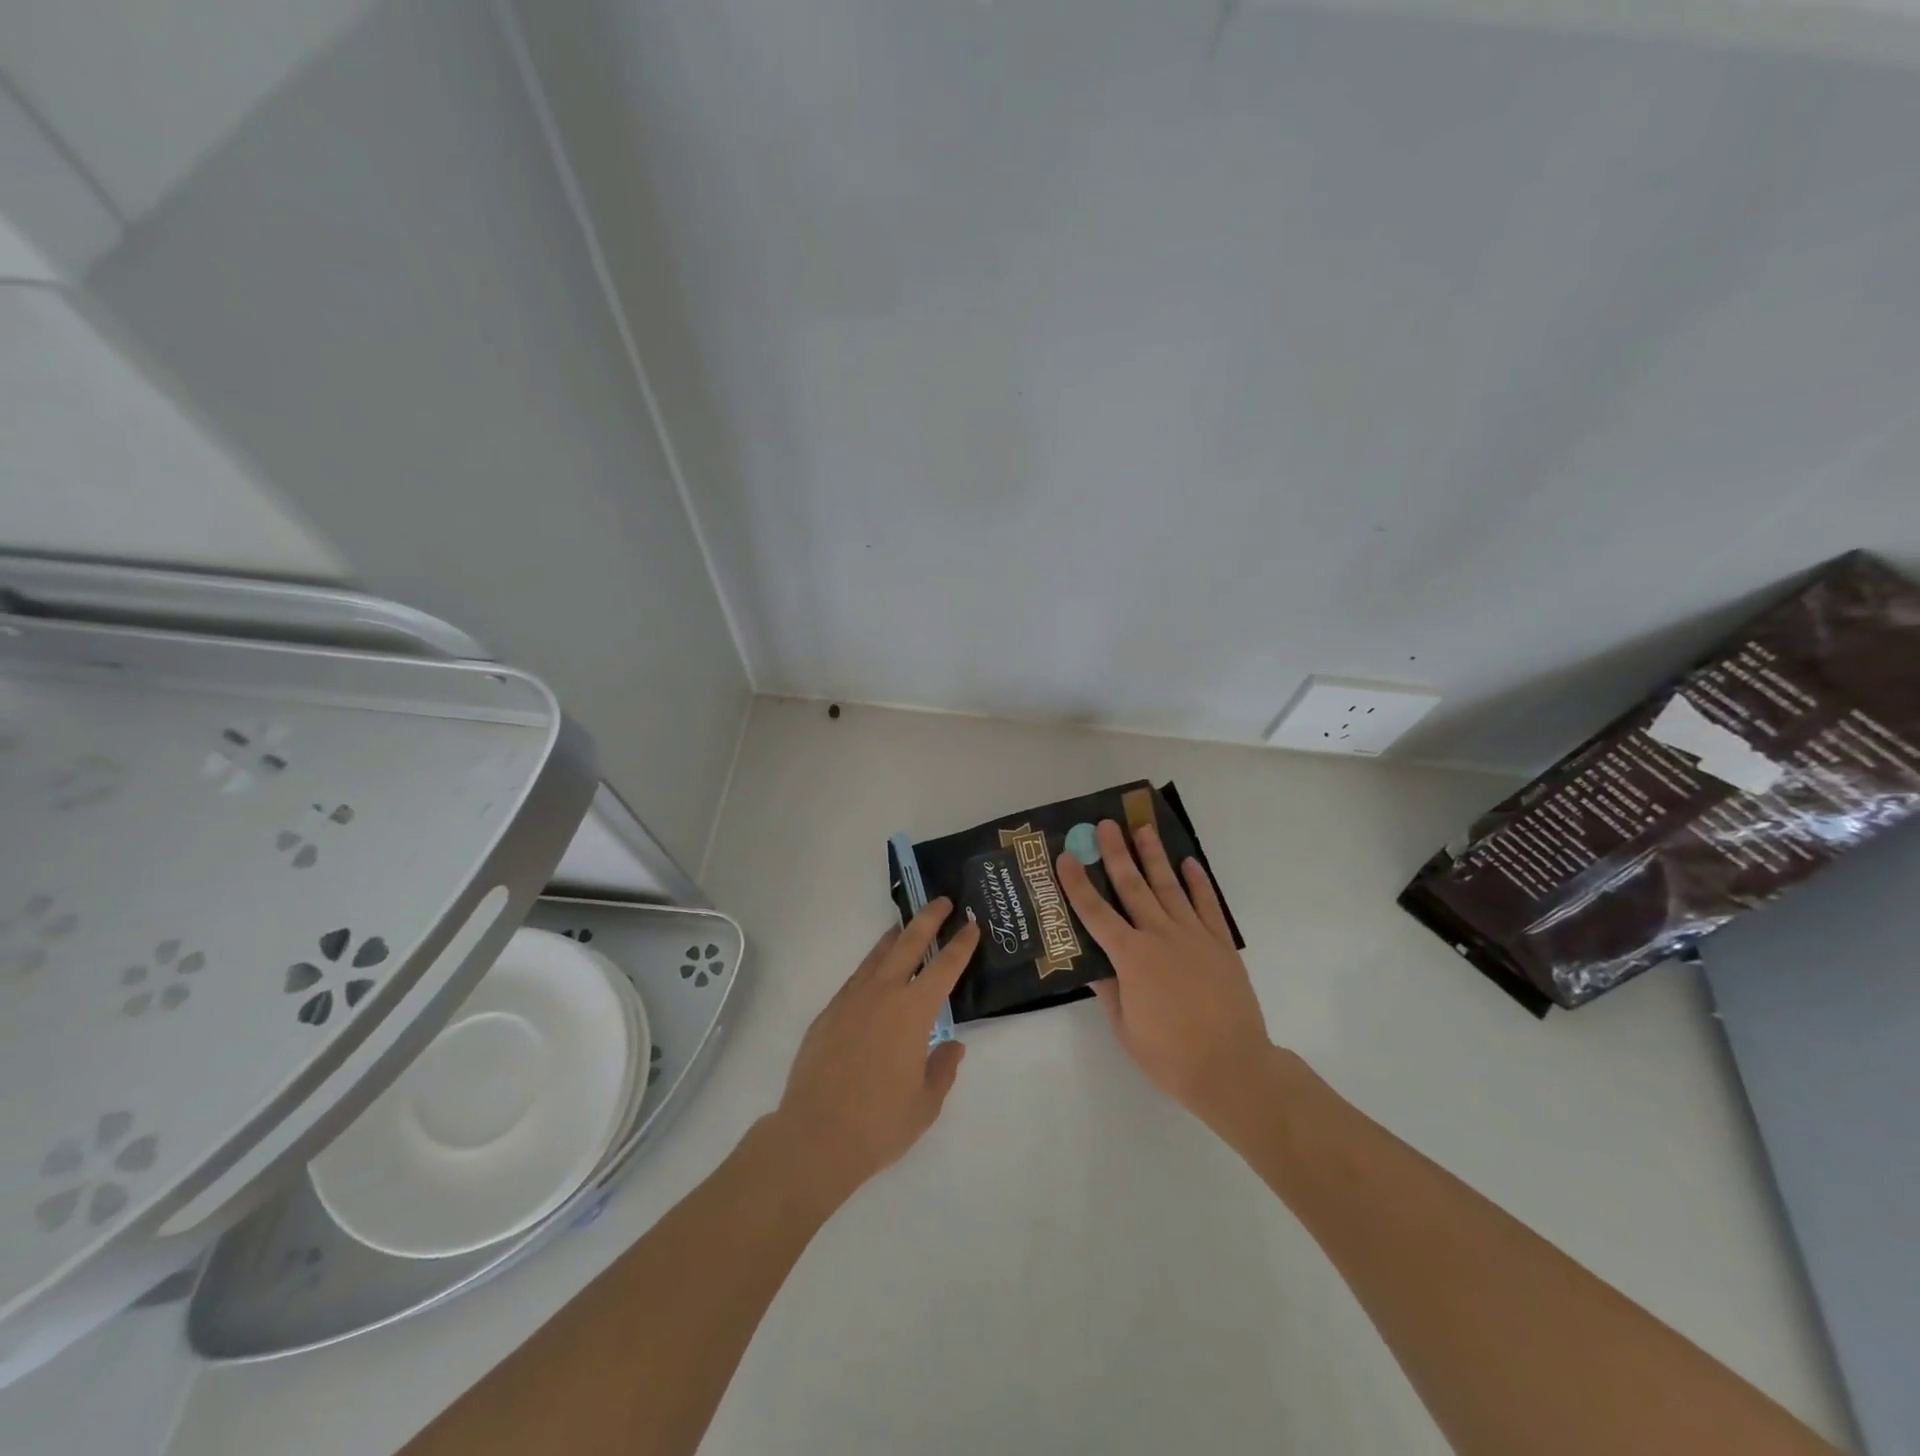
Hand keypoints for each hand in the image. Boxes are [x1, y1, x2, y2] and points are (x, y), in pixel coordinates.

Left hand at [771, 900, 978, 1211]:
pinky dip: (870, 967)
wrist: (815, 1136)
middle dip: (928, 919)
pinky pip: (856, 979)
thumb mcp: (925, 1103)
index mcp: (914, 1012)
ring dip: (895, 938)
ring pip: (877, 956)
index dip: (961, 944)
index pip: (945, 967)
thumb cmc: (879, 1123)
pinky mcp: (827, 1014)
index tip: (971, 925)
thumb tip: (952, 1045)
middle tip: (941, 902)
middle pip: (908, 943)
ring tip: (905, 927)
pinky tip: (874, 973)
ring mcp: (851, 1000)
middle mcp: (883, 994)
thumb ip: (942, 1069)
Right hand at [1058, 820, 1273, 1133]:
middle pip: (1132, 886)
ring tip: (1143, 828)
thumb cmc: (1169, 1055)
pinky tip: (1189, 862)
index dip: (1077, 884)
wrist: (1232, 1068)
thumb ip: (1108, 990)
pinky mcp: (1221, 944)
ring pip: (1169, 887)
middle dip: (1116, 853)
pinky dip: (1198, 882)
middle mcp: (1159, 936)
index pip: (1095, 913)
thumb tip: (1090, 963)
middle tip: (1105, 824)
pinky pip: (1207, 904)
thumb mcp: (1125, 1027)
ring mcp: (1194, 936)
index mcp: (1131, 957)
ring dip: (1154, 856)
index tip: (1066, 856)